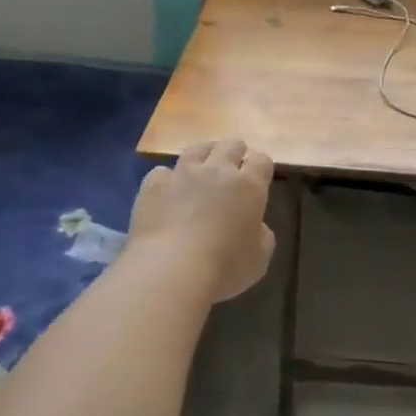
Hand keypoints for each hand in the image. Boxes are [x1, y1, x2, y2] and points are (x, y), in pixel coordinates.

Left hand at [128, 139, 275, 302]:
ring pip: (197, 149)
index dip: (261, 166)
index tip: (259, 178)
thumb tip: (254, 224)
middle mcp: (218, 170)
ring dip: (204, 155)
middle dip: (235, 153)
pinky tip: (167, 193)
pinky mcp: (153, 184)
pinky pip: (163, 172)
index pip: (262, 160)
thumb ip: (261, 234)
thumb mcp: (259, 258)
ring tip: (202, 169)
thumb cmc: (224, 268)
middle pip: (231, 146)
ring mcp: (183, 173)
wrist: (170, 270)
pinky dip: (168, 180)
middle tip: (233, 168)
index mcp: (249, 186)